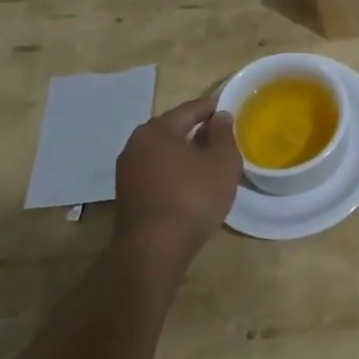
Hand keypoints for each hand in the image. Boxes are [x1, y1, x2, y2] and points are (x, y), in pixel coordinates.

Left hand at [111, 94, 241, 260]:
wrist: (153, 250)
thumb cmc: (193, 197)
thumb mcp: (222, 162)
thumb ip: (224, 134)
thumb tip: (221, 116)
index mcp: (157, 129)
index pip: (191, 109)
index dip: (213, 108)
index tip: (232, 108)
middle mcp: (136, 144)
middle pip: (174, 129)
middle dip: (198, 130)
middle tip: (223, 136)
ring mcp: (127, 170)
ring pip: (163, 152)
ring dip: (185, 152)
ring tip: (210, 160)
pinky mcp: (127, 194)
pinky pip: (156, 171)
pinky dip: (174, 170)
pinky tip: (191, 182)